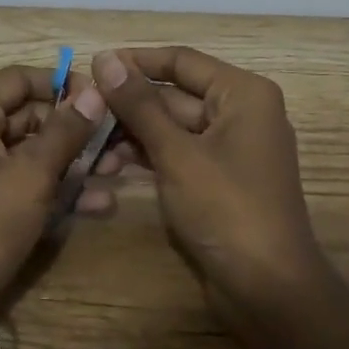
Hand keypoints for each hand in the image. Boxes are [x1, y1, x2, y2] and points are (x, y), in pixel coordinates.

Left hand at [0, 65, 108, 347]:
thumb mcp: (32, 174)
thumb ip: (65, 130)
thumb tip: (94, 91)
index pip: (19, 79)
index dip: (60, 83)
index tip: (100, 98)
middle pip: (28, 115)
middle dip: (75, 128)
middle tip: (118, 141)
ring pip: (31, 153)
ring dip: (74, 161)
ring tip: (118, 171)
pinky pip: (24, 183)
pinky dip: (56, 189)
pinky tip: (98, 203)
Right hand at [89, 47, 333, 330]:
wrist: (268, 290)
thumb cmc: (227, 209)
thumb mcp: (177, 153)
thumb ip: (139, 104)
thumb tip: (105, 58)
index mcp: (242, 93)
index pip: (180, 61)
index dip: (135, 61)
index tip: (90, 67)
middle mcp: (239, 112)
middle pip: (174, 94)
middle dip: (128, 105)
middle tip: (80, 112)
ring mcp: (228, 148)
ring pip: (170, 126)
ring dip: (131, 133)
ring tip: (87, 145)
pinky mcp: (216, 178)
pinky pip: (176, 153)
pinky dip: (146, 156)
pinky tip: (108, 165)